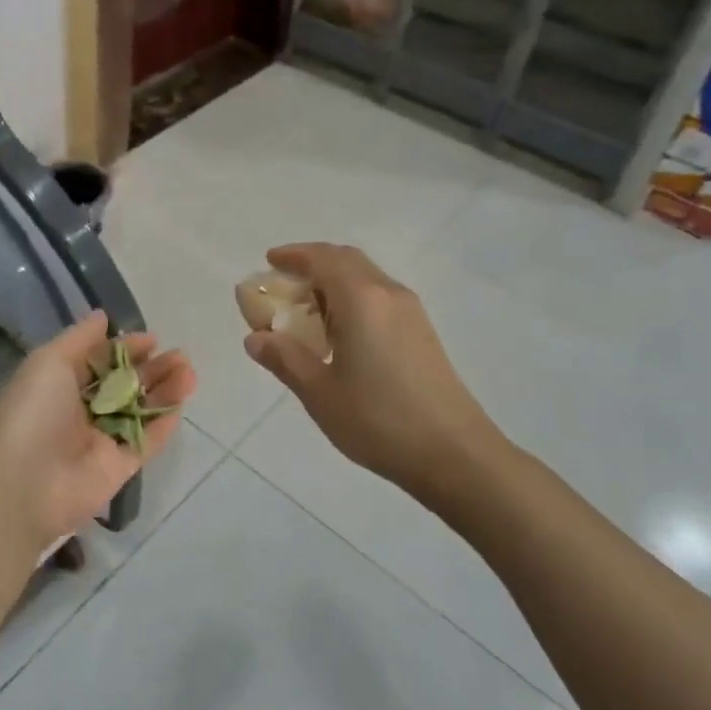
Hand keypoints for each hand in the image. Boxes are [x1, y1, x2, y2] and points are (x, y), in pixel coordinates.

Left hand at [0, 311, 194, 545]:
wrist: (23, 483)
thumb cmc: (33, 412)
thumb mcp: (49, 361)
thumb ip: (80, 338)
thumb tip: (103, 316)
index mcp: (60, 384)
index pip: (100, 361)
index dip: (126, 348)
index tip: (152, 339)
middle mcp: (81, 410)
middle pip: (125, 385)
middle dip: (152, 368)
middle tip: (180, 356)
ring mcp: (101, 440)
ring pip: (140, 411)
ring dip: (165, 391)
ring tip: (189, 373)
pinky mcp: (118, 468)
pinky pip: (146, 442)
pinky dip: (162, 425)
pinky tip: (180, 405)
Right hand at [243, 243, 502, 498]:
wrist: (455, 454)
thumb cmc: (379, 420)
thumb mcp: (319, 393)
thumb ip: (285, 359)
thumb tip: (255, 338)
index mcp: (361, 299)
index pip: (323, 258)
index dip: (293, 255)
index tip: (269, 261)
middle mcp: (388, 294)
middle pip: (346, 260)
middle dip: (313, 264)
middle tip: (284, 283)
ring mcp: (410, 312)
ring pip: (366, 278)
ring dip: (334, 282)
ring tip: (306, 310)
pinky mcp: (422, 332)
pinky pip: (379, 298)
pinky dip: (352, 299)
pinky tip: (340, 333)